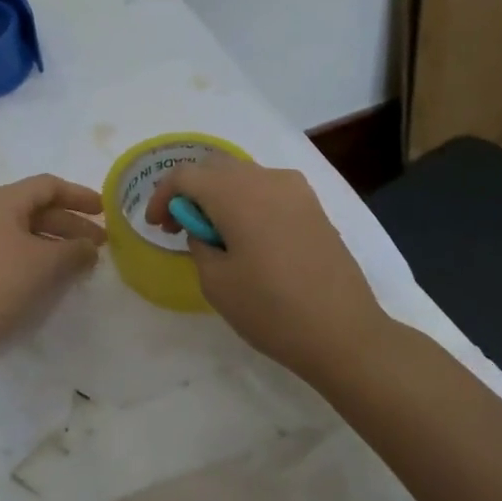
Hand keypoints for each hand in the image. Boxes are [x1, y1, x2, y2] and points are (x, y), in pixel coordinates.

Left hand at [0, 174, 104, 378]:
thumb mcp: (44, 264)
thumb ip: (74, 251)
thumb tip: (90, 248)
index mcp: (0, 201)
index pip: (47, 186)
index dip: (78, 195)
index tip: (104, 210)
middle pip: (34, 210)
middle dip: (69, 225)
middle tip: (100, 244)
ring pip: (21, 235)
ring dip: (52, 246)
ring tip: (79, 265)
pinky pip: (7, 256)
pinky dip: (32, 262)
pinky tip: (47, 283)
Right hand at [145, 156, 387, 379]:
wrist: (345, 333)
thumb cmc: (271, 309)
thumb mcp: (216, 282)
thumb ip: (200, 243)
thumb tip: (205, 229)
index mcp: (235, 193)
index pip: (185, 175)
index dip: (163, 196)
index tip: (156, 226)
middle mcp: (265, 178)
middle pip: (214, 167)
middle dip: (190, 190)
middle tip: (179, 226)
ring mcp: (294, 189)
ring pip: (243, 175)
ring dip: (220, 194)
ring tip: (214, 233)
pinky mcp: (313, 206)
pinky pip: (268, 189)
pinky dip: (247, 201)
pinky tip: (248, 235)